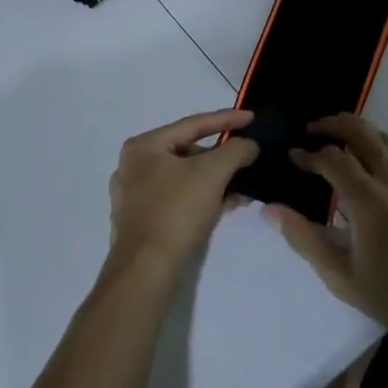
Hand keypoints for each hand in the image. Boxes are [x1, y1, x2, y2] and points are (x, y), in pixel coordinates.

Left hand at [107, 109, 258, 279]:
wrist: (146, 270)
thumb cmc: (175, 212)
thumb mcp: (211, 174)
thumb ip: (234, 151)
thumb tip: (249, 145)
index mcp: (143, 146)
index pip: (192, 124)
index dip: (226, 119)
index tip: (252, 117)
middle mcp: (134, 166)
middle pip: (188, 151)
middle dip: (222, 156)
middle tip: (250, 157)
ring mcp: (136, 195)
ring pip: (185, 178)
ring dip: (216, 180)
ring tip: (245, 186)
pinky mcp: (144, 221)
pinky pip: (180, 199)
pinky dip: (204, 198)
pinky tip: (228, 205)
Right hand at [266, 114, 387, 362]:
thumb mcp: (343, 278)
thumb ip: (305, 239)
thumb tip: (270, 210)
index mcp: (368, 200)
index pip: (331, 158)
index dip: (307, 154)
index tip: (291, 157)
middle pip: (360, 131)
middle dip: (332, 124)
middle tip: (311, 131)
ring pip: (384, 138)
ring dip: (358, 132)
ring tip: (337, 142)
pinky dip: (382, 148)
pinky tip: (375, 167)